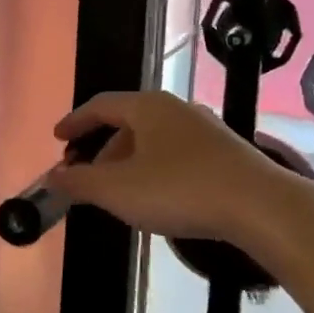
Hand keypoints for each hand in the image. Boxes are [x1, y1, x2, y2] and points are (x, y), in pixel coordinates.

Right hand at [47, 91, 313, 250]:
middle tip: (86, 175)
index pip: (100, 105)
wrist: (261, 207)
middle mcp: (175, 108)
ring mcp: (204, 128)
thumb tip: (53, 177)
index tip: (58, 138)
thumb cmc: (180, 190)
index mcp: (147, 106)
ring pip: (153, 139)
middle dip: (101, 149)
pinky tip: (157, 197)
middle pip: (127, 122)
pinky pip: (176, 153)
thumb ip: (79, 182)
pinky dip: (155, 168)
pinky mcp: (225, 152)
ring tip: (119, 192)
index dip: (75, 122)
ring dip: (128, 161)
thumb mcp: (118, 190)